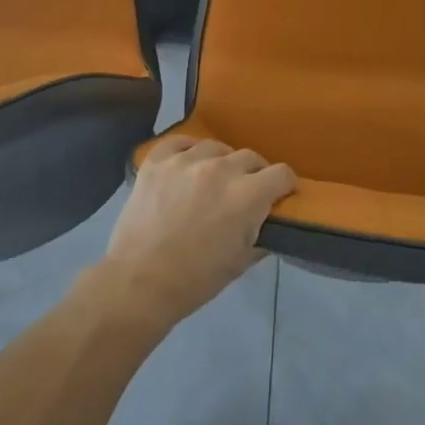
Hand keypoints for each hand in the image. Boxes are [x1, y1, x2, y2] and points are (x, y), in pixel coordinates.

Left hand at [98, 137, 297, 327]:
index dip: (286, 185)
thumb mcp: (241, 262)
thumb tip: (267, 220)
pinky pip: (179, 142)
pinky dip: (188, 150)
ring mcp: (185, 161)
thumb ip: (260, 233)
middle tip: (246, 192)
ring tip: (213, 178)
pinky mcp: (157, 161)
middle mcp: (220, 169)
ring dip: (221, 162)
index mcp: (246, 195)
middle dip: (255, 174)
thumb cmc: (196, 280)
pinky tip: (188, 163)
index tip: (281, 194)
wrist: (139, 282)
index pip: (281, 173)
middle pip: (250, 157)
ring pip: (216, 147)